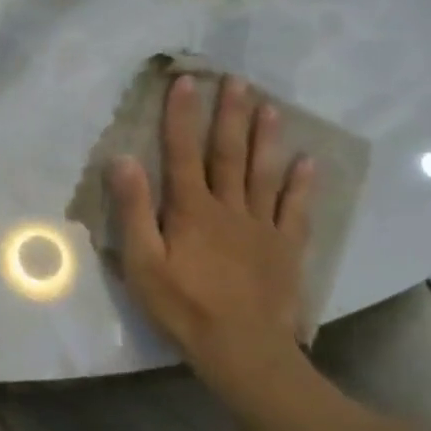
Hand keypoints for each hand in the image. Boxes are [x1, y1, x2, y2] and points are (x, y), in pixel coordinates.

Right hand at [110, 75, 315, 393]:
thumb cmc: (182, 306)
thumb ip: (134, 210)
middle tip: (237, 80)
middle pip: (228, 153)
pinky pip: (295, 210)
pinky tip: (307, 162)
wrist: (243, 350)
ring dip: (265, 138)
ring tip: (270, 106)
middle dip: (229, 115)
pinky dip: (301, 185)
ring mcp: (262, 227)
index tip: (185, 82)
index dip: (181, 116)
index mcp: (191, 209)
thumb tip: (122, 159)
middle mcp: (229, 208)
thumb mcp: (142, 261)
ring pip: (262, 173)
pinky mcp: (285, 249)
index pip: (182, 153)